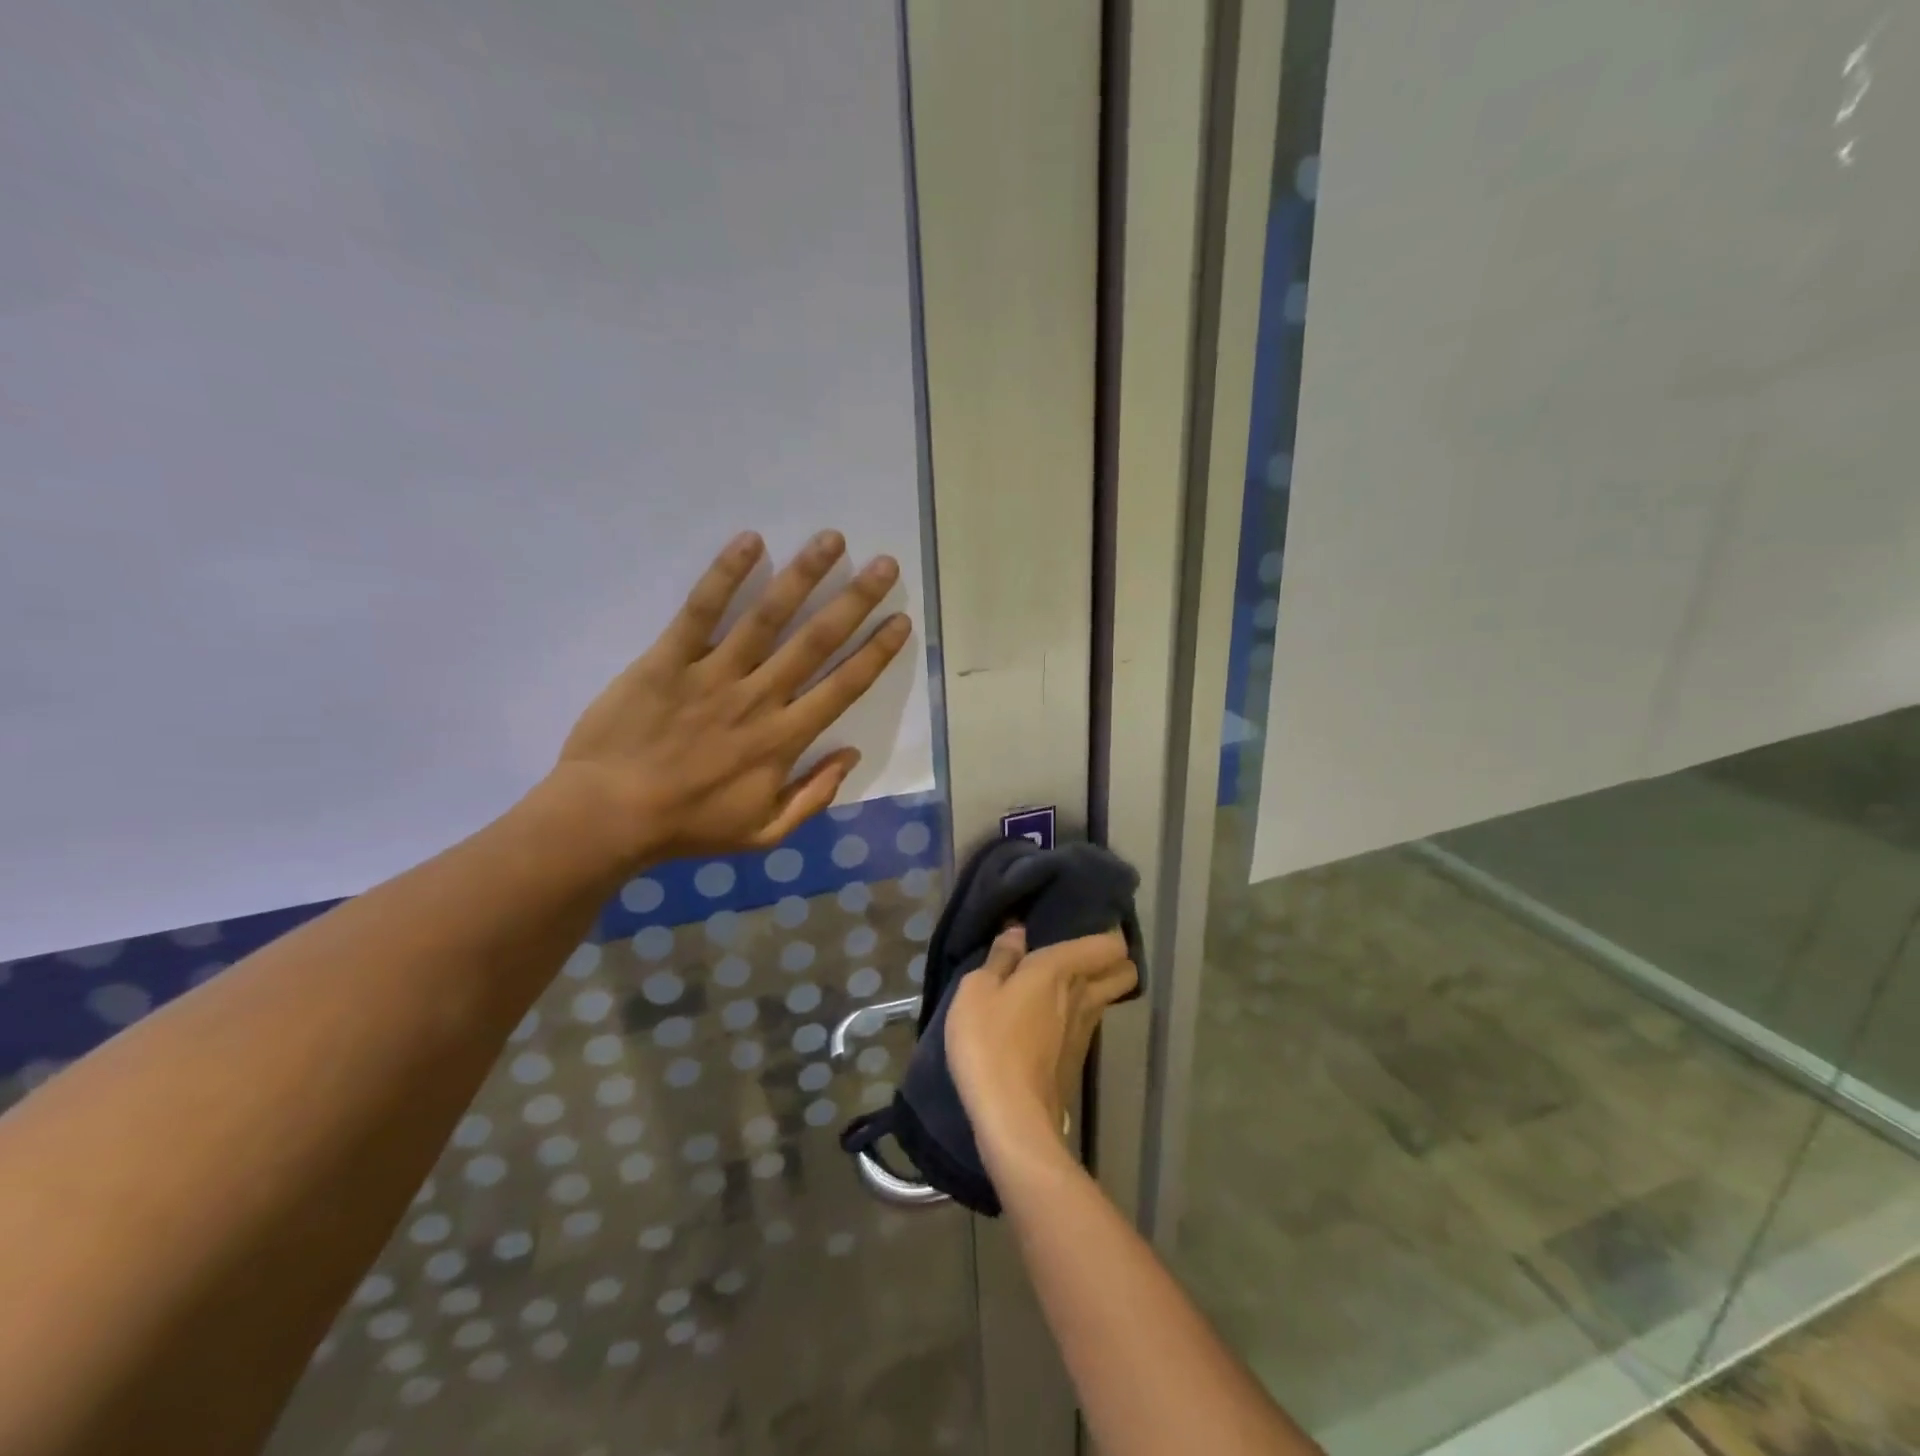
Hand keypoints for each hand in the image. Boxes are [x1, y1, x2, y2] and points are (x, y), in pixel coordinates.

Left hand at [550, 529, 911, 862]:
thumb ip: (813, 796)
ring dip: (804, 575)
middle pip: (817, 642)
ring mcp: (714, 675)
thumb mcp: (764, 833)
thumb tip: (850, 753)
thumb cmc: (689, 826)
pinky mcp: (668, 660)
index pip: (843, 687)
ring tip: (832, 540)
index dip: (876, 652)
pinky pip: (701, 611)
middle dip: (856, 601)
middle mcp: (759, 698)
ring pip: (767, 617)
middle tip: (886, 565)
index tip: (900, 620)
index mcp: (784, 739)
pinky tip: (750, 541)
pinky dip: (725, 575)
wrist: (608, 816)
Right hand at [946, 926, 1138, 1167]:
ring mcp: (1085, 1032)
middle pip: (1123, 971)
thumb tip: (1018, 932)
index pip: (1110, 944)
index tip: (1081, 926)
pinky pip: (1087, 1025)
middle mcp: (1084, 996)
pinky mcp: (1076, 1061)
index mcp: (1063, 970)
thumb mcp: (977, 990)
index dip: (1105, 933)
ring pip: (1106, 999)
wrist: (1012, 1118)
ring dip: (1092, 989)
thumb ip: (1000, 958)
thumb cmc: (990, 1042)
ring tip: (1058, 985)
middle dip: (1110, 960)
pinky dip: (1076, 1017)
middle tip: (1076, 955)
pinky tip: (1047, 1020)